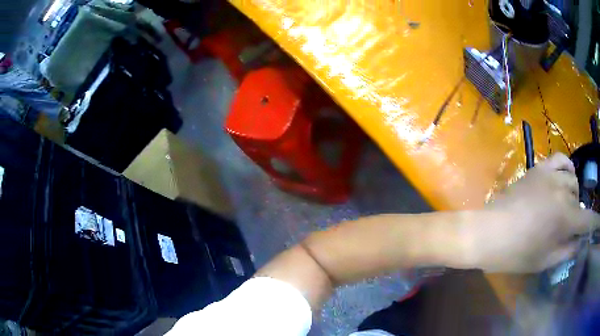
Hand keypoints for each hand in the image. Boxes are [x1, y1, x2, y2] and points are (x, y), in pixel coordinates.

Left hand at [473, 153, 599, 272]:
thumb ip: (567, 251)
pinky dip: (567, 166)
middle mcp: (563, 191)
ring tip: (565, 206)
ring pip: (572, 180)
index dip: (595, 222)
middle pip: (579, 201)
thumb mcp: (545, 260)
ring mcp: (551, 176)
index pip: (588, 220)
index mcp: (566, 218)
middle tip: (569, 227)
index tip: (599, 222)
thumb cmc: (516, 253)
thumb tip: (580, 241)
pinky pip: (559, 159)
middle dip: (578, 215)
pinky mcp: (539, 168)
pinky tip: (566, 176)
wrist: (489, 232)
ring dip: (573, 194)